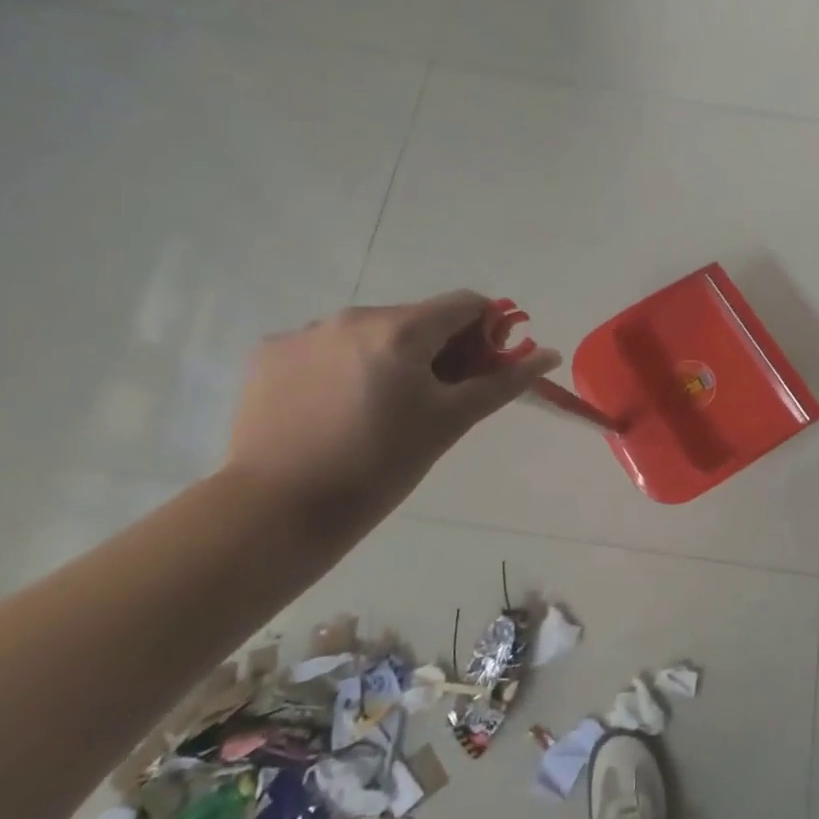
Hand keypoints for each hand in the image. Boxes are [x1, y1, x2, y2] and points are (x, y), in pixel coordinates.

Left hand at [223, 292, 560, 522]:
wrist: (276, 514)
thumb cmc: (379, 468)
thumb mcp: (449, 423)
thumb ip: (502, 382)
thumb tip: (550, 355)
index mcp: (400, 330)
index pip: (465, 304)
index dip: (484, 333)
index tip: (478, 372)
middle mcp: (351, 317)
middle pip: (416, 318)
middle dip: (435, 350)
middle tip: (431, 401)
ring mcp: (304, 333)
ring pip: (369, 333)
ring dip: (387, 358)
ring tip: (376, 412)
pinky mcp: (268, 355)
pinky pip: (323, 348)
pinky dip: (341, 368)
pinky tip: (332, 411)